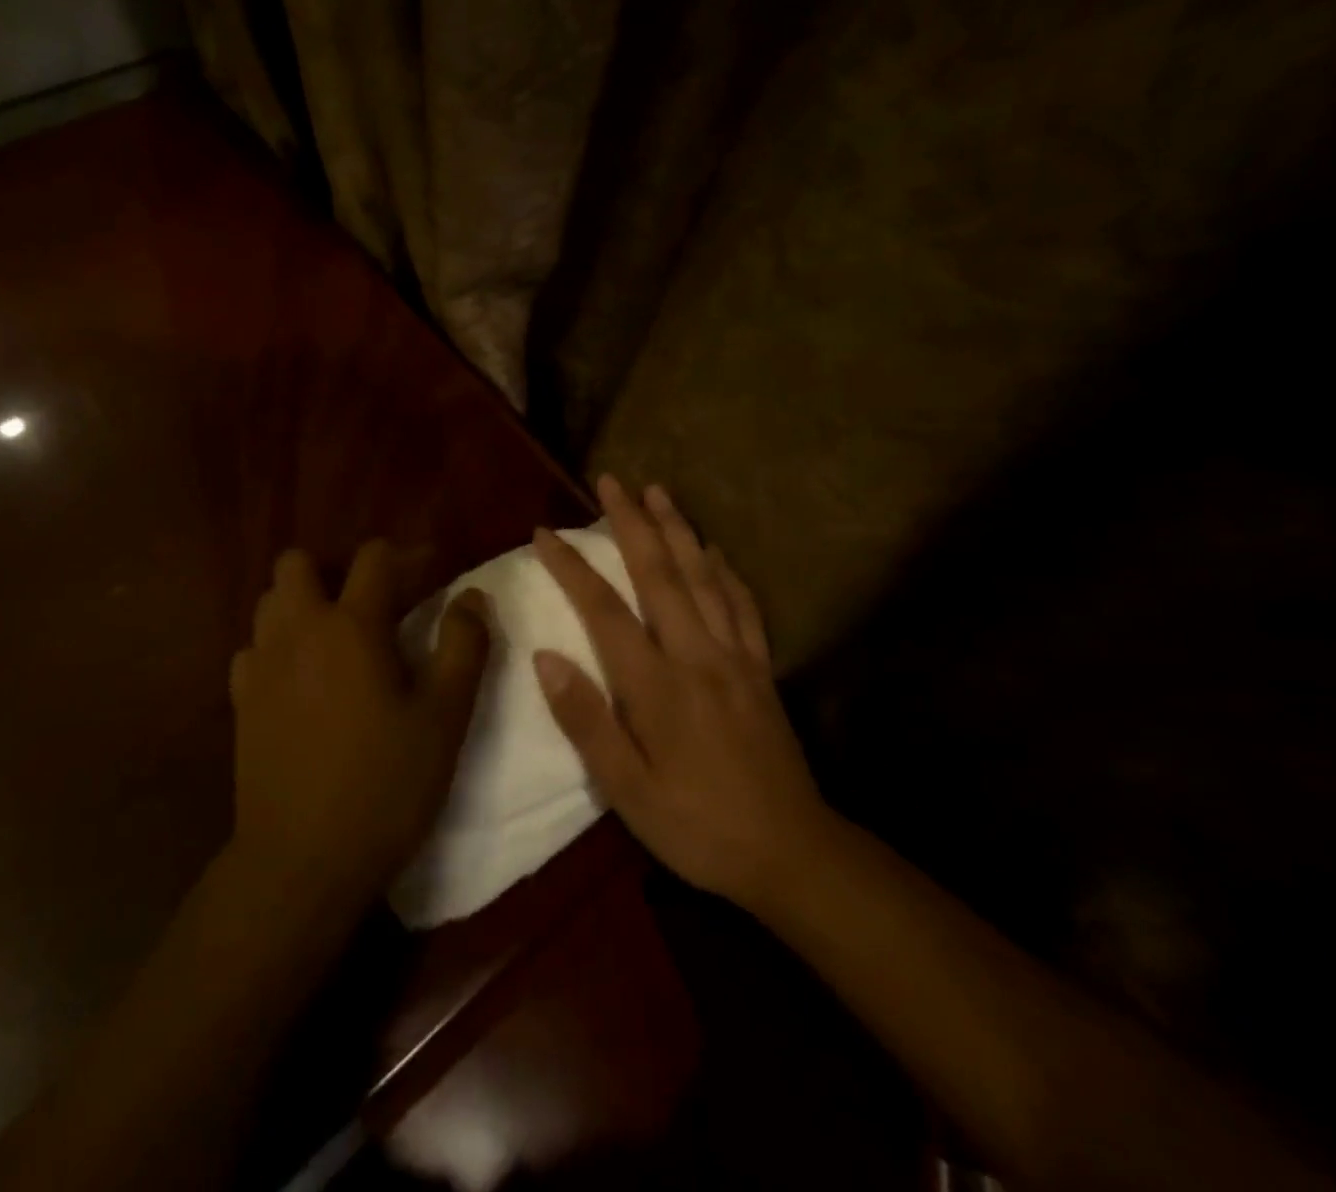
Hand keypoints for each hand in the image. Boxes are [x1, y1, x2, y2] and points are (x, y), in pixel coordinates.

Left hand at [229, 542, 490, 912]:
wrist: (302, 860)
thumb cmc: (385, 785)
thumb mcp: (444, 718)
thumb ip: (464, 647)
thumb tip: (472, 597)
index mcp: (352, 626)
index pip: (374, 558)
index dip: (407, 555)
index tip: (432, 573)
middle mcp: (298, 630)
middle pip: (296, 563)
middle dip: (332, 570)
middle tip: (369, 605)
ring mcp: (261, 664)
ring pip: (270, 602)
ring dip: (301, 605)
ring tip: (334, 640)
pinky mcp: (240, 700)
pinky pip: (253, 648)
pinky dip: (276, 648)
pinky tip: (299, 680)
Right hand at [531, 476, 831, 907]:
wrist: (791, 854)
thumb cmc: (697, 826)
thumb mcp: (627, 790)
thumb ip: (586, 721)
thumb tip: (545, 657)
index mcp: (657, 684)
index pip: (604, 609)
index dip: (571, 566)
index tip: (544, 533)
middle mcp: (696, 655)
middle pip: (659, 574)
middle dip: (631, 522)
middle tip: (610, 481)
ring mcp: (735, 657)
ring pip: (703, 577)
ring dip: (677, 529)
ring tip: (658, 492)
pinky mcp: (761, 669)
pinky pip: (743, 606)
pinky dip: (726, 570)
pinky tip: (714, 550)